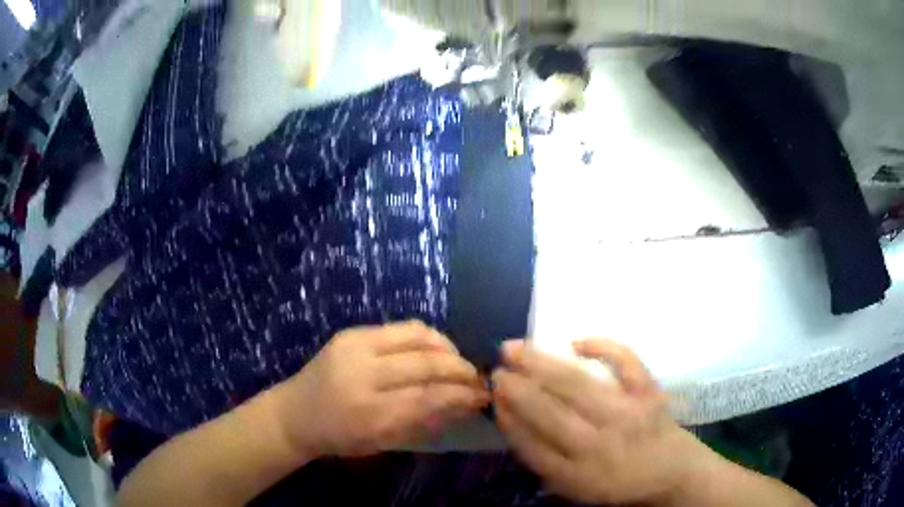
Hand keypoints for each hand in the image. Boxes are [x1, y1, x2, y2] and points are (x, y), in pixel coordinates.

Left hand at [275, 321, 489, 459]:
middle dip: (461, 369)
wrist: (294, 414)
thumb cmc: (339, 437)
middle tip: (478, 378)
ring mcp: (355, 346)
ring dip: (447, 348)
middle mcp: (362, 373)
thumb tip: (465, 404)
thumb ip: (424, 421)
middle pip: (426, 363)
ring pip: (417, 336)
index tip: (484, 396)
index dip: (462, 395)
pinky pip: (400, 328)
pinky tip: (434, 351)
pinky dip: (426, 338)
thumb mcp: (382, 441)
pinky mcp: (351, 332)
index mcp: (368, 412)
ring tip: (458, 362)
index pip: (429, 398)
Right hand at [492, 339, 698, 504]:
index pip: (532, 445)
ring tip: (514, 348)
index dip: (508, 420)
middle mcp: (600, 444)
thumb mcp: (578, 489)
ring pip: (578, 385)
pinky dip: (605, 347)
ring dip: (542, 365)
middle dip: (517, 390)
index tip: (493, 399)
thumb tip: (515, 425)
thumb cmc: (621, 484)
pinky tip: (577, 341)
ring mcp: (627, 414)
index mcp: (578, 474)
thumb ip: (546, 464)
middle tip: (495, 370)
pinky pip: (627, 364)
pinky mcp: (648, 393)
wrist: (673, 472)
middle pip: (550, 413)